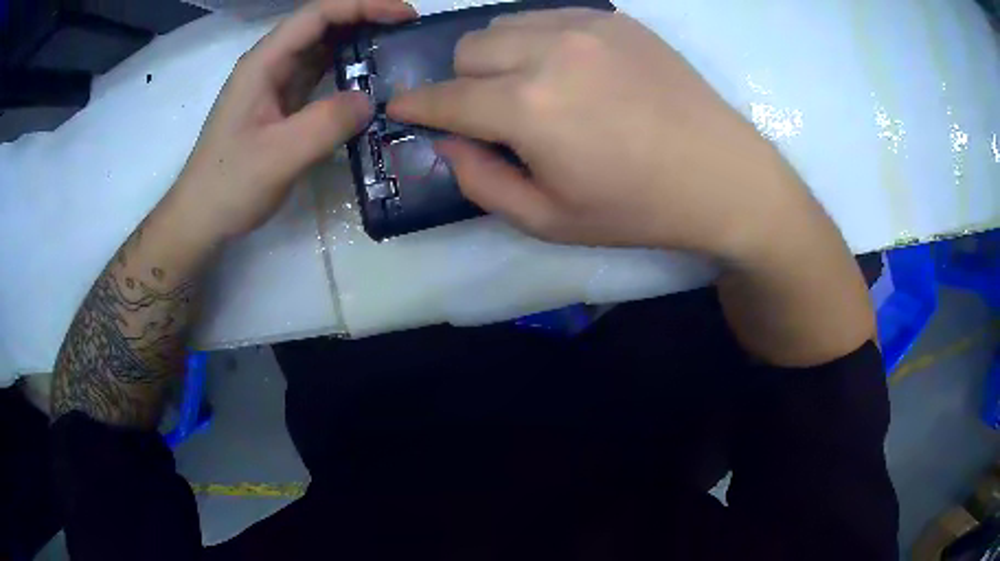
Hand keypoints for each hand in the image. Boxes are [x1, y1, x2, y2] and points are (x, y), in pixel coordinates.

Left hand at [172, 0, 416, 239]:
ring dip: (357, 44)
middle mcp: (270, 65)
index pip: (317, 15)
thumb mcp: (278, 157)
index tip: (404, 15)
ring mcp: (274, 85)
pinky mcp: (281, 106)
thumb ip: (326, 124)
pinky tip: (368, 83)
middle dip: (365, 19)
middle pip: (321, 25)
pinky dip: (346, 73)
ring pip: (321, 49)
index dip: (363, 5)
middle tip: (408, 31)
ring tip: (396, 50)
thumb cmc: (228, 186)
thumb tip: (371, 101)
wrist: (201, 218)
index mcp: (263, 63)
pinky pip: (319, 77)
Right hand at [389, 9, 808, 258]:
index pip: (444, 97)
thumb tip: (448, 143)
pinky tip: (567, 69)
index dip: (415, 104)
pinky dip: (538, 41)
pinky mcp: (616, 19)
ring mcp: (586, 26)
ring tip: (529, 87)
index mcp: (528, 108)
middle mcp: (549, 51)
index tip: (402, 107)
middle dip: (463, 81)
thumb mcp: (549, 220)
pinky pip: (549, 17)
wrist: (722, 176)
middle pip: (468, 49)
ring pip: (504, 26)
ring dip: (498, 56)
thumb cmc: (638, 209)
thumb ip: (482, 182)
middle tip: (489, 111)